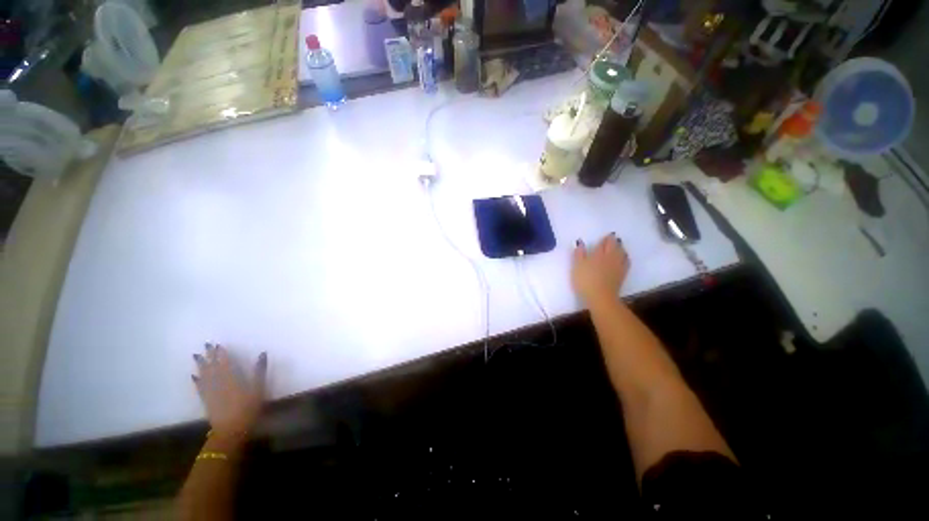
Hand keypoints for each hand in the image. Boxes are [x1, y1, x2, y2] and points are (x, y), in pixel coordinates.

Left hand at [192, 344, 266, 438]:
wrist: (231, 430)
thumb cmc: (248, 409)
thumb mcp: (258, 389)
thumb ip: (259, 371)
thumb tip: (262, 354)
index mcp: (231, 378)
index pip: (225, 362)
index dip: (221, 353)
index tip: (218, 344)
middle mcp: (218, 383)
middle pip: (212, 367)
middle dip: (209, 356)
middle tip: (205, 345)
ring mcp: (211, 392)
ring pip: (204, 375)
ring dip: (200, 365)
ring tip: (196, 356)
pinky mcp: (206, 401)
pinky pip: (200, 388)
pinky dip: (197, 380)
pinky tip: (194, 376)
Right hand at [572, 233, 629, 306]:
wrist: (600, 297)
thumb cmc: (585, 281)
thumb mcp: (577, 266)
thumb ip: (579, 254)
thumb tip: (580, 242)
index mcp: (599, 255)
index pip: (604, 244)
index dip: (605, 239)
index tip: (606, 235)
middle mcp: (610, 258)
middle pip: (614, 247)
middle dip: (613, 241)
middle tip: (613, 238)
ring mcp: (618, 267)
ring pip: (622, 254)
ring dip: (620, 248)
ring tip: (619, 246)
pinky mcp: (621, 276)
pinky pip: (626, 263)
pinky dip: (626, 258)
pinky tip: (625, 258)